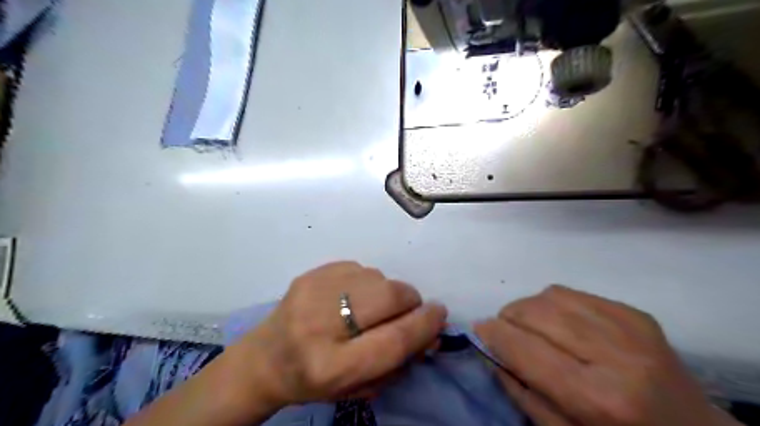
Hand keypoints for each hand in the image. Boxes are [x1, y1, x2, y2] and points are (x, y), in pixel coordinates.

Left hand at [228, 263, 446, 409]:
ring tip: (374, 307)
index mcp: (331, 367)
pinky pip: (359, 268)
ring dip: (387, 291)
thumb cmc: (315, 382)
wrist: (265, 359)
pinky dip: (368, 282)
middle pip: (388, 296)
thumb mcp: (358, 387)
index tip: (439, 314)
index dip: (424, 324)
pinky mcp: (309, 274)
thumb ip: (398, 361)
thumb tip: (430, 330)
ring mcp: (312, 292)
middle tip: (411, 309)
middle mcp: (320, 325)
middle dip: (410, 300)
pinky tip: (354, 297)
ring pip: (376, 277)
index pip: (393, 339)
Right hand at [477, 284, 740, 425]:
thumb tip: (489, 349)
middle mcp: (614, 355)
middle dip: (508, 317)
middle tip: (504, 330)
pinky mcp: (635, 313)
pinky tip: (558, 322)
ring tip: (530, 325)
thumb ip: (522, 392)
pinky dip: (553, 303)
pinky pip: (573, 292)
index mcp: (597, 398)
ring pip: (551, 295)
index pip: (525, 348)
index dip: (494, 333)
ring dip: (528, 308)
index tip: (479, 329)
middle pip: (536, 312)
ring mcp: (629, 327)